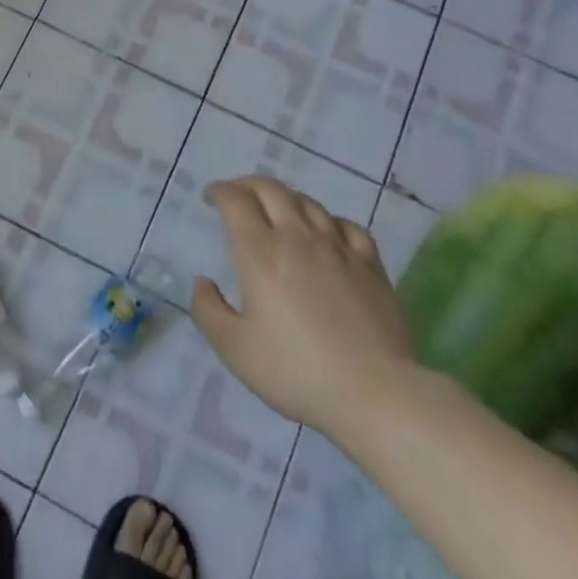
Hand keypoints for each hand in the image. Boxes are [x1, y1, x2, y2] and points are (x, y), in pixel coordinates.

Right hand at [192, 176, 419, 434]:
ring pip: (308, 202)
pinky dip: (328, 220)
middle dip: (248, 185)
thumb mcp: (235, 350)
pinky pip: (347, 225)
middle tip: (237, 196)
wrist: (374, 393)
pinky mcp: (370, 264)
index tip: (210, 198)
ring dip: (285, 199)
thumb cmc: (296, 372)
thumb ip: (208, 311)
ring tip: (277, 212)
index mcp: (261, 253)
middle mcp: (297, 238)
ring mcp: (338, 247)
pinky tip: (326, 233)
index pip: (236, 200)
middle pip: (271, 189)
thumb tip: (202, 282)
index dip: (219, 191)